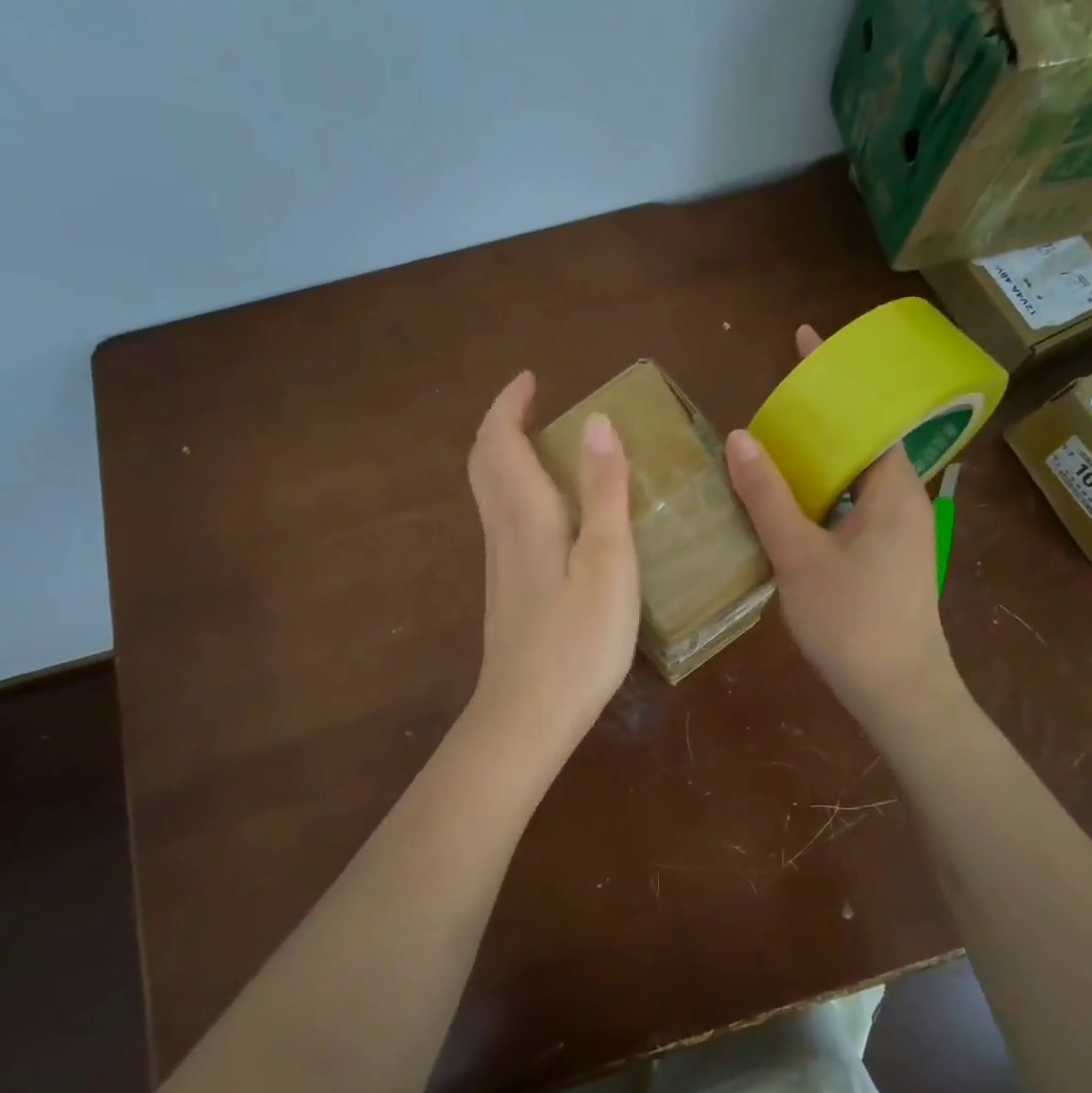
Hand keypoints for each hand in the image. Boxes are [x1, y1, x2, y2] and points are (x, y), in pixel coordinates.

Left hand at [464, 371, 640, 759]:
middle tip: (534, 405)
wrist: (528, 714)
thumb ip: (604, 491)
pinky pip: (503, 518)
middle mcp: (503, 529)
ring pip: (489, 491)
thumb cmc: (577, 638)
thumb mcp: (607, 560)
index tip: (532, 378)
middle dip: (502, 424)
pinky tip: (550, 509)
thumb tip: (597, 422)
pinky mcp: (507, 587)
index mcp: (525, 513)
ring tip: (546, 445)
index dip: (509, 404)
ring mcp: (500, 561)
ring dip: (506, 455)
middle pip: (484, 461)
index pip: (500, 440)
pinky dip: (517, 489)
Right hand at [725, 325, 960, 717]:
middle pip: (861, 441)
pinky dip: (820, 494)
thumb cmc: (853, 621)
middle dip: (822, 415)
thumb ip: (768, 497)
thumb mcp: (800, 556)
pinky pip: (851, 507)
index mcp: (893, 489)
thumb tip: (741, 438)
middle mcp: (903, 502)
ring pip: (854, 478)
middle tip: (772, 399)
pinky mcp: (887, 559)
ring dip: (818, 458)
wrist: (899, 695)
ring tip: (770, 445)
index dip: (839, 376)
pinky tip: (786, 504)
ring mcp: (898, 533)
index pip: (868, 412)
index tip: (806, 340)